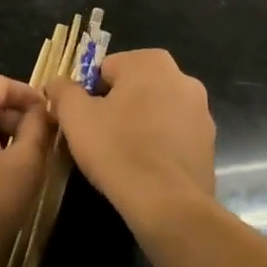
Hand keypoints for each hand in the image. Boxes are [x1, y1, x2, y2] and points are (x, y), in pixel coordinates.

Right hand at [47, 48, 214, 227]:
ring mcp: (202, 112)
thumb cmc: (117, 149)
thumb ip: (62, 91)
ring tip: (122, 155)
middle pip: (134, 87)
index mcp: (151, 61)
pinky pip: (174, 136)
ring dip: (140, 124)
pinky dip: (160, 145)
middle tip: (100, 136)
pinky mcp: (210, 145)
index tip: (83, 119)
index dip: (89, 93)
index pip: (106, 68)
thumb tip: (56, 83)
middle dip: (117, 106)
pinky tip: (145, 169)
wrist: (167, 205)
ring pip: (156, 111)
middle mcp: (182, 78)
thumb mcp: (75, 116)